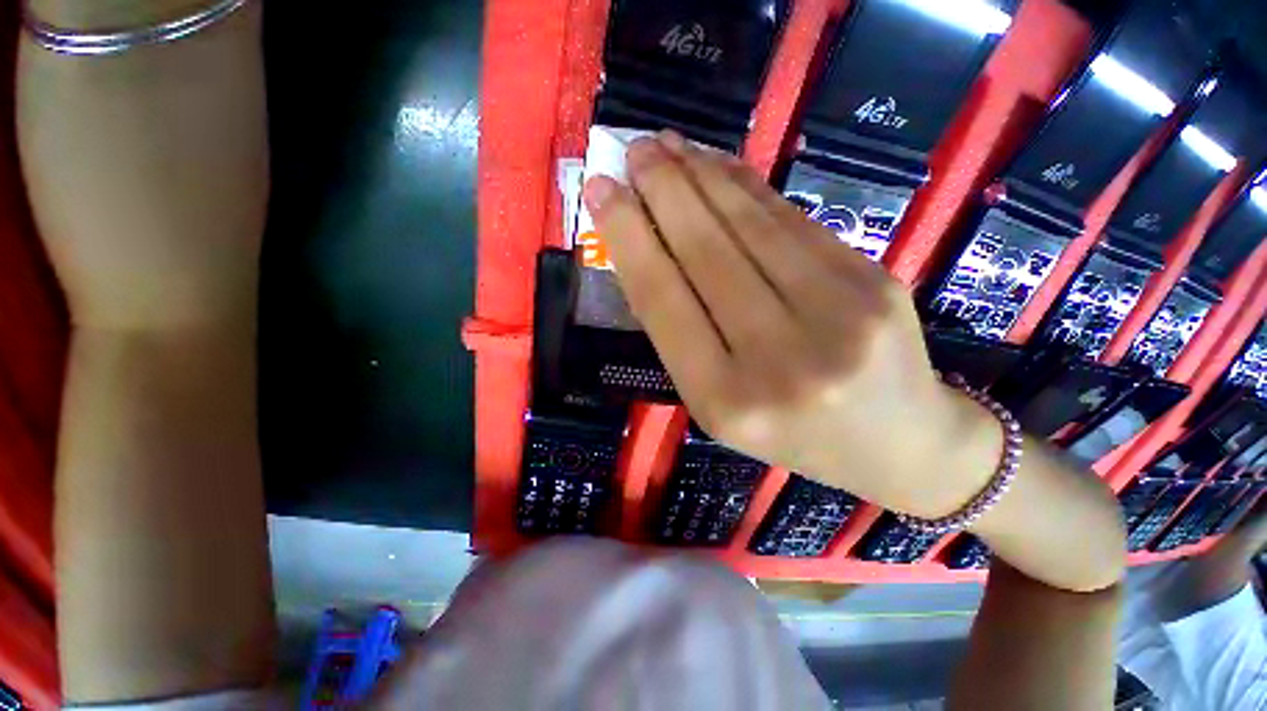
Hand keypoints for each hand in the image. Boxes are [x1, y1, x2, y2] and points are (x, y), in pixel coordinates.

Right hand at [582, 131, 1000, 518]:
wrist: (900, 442)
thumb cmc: (793, 433)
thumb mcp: (719, 403)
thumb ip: (683, 335)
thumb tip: (648, 249)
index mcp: (725, 400)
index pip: (662, 300)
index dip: (627, 237)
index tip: (599, 190)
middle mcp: (777, 360)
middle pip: (705, 253)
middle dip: (663, 191)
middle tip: (633, 149)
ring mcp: (836, 316)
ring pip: (751, 227)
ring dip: (703, 177)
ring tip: (669, 145)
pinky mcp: (874, 282)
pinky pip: (793, 224)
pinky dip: (750, 189)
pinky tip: (721, 166)